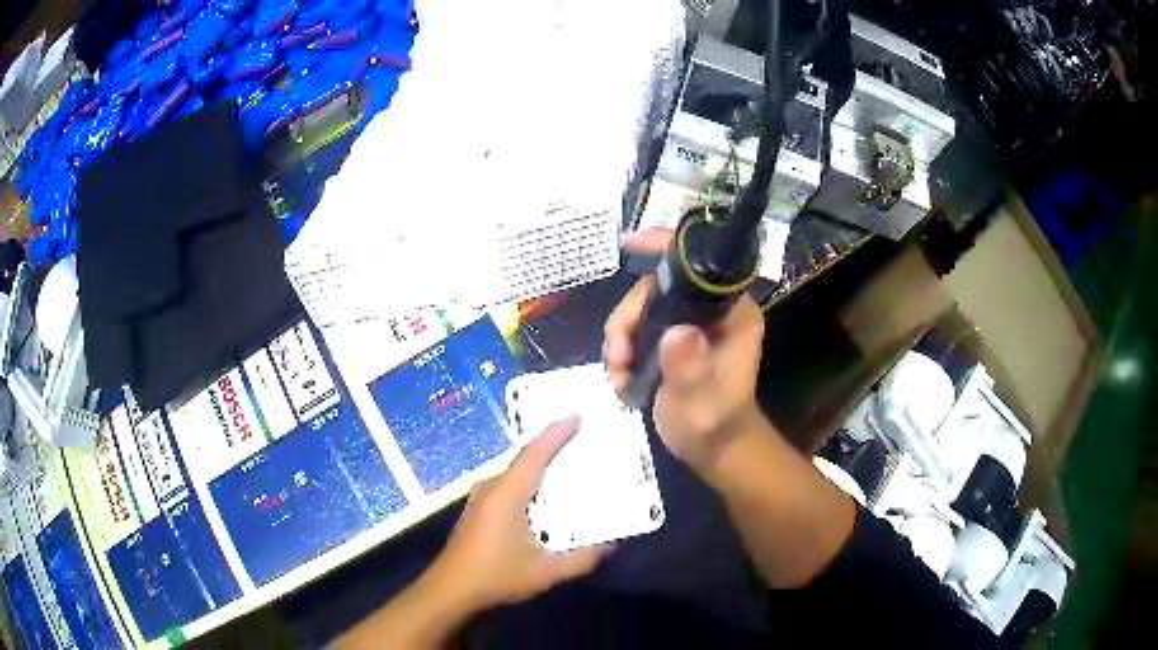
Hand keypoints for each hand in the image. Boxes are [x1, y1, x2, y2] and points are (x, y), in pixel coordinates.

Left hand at [426, 416, 611, 609]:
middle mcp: (492, 488)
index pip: (534, 455)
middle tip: (580, 437)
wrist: (451, 588)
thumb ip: (581, 559)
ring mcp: (481, 497)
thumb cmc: (496, 575)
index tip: (576, 415)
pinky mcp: (477, 508)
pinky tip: (540, 492)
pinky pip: (507, 483)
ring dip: (539, 463)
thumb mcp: (545, 572)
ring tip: (566, 461)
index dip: (556, 433)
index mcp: (507, 494)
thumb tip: (613, 546)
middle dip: (551, 445)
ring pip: (515, 471)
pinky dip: (527, 478)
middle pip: (524, 458)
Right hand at [605, 229, 765, 472]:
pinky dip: (621, 351)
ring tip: (618, 375)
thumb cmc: (716, 425)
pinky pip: (636, 330)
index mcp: (731, 313)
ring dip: (620, 339)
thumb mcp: (704, 401)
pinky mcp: (671, 341)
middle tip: (618, 356)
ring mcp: (689, 325)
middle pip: (657, 289)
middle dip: (627, 318)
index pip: (701, 266)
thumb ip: (691, 369)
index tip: (629, 245)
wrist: (713, 450)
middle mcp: (710, 311)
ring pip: (641, 310)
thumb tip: (676, 333)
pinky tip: (621, 380)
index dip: (665, 247)